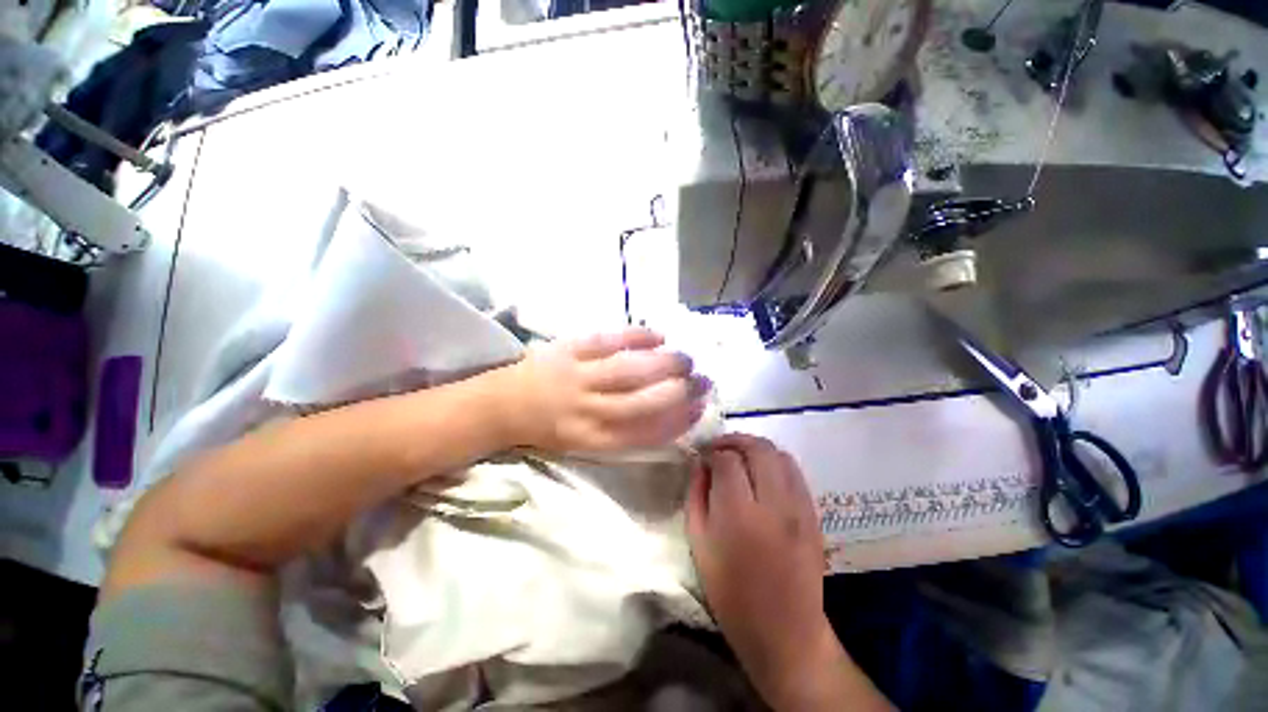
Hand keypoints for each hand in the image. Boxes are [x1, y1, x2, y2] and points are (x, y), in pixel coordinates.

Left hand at [502, 327, 708, 451]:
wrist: (504, 405)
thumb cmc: (551, 426)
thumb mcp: (585, 440)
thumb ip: (623, 431)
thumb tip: (667, 415)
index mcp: (592, 438)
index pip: (645, 433)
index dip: (678, 421)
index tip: (700, 408)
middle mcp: (587, 410)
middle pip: (641, 403)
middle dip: (679, 392)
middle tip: (703, 381)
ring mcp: (577, 376)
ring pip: (629, 370)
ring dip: (664, 363)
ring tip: (687, 359)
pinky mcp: (568, 349)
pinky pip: (607, 341)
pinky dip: (636, 337)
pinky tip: (659, 336)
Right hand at [686, 434, 847, 708]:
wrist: (785, 632)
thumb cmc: (731, 593)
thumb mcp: (699, 544)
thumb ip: (696, 495)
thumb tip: (699, 462)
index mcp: (740, 514)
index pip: (727, 459)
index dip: (711, 451)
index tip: (702, 455)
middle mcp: (774, 504)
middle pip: (758, 447)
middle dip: (734, 440)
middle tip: (718, 449)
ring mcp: (800, 507)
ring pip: (780, 453)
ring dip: (756, 448)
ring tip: (739, 457)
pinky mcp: (814, 513)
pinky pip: (794, 471)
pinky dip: (775, 462)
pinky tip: (761, 474)